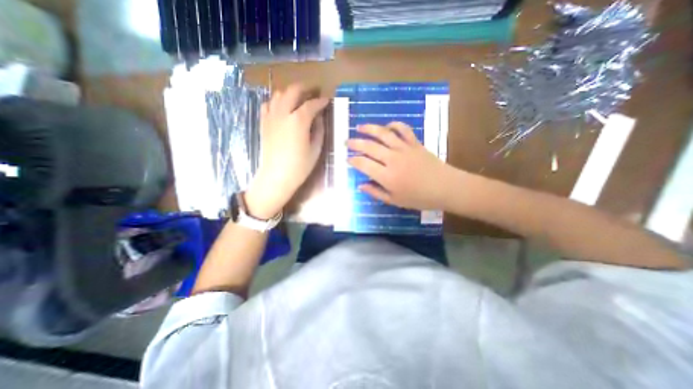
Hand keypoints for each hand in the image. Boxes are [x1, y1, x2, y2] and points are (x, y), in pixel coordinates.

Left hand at [245, 83, 327, 219]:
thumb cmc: (300, 166)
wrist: (277, 176)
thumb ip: (319, 129)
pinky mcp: (264, 123)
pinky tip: (282, 108)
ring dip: (291, 93)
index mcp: (298, 121)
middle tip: (314, 91)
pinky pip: (268, 104)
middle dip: (305, 89)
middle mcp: (283, 113)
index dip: (321, 101)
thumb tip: (319, 117)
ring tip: (299, 99)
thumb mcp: (315, 148)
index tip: (327, 100)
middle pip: (293, 91)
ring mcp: (271, 117)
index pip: (311, 104)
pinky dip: (276, 101)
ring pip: (279, 94)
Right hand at [346, 121, 454, 210]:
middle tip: (346, 141)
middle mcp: (392, 159)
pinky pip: (403, 129)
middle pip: (369, 147)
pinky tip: (387, 126)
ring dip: (369, 129)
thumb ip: (376, 192)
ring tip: (359, 127)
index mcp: (387, 176)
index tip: (347, 158)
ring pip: (383, 134)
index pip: (364, 164)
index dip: (353, 160)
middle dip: (355, 143)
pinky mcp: (414, 143)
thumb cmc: (419, 198)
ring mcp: (404, 148)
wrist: (445, 187)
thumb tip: (360, 185)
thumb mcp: (395, 200)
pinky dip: (394, 125)